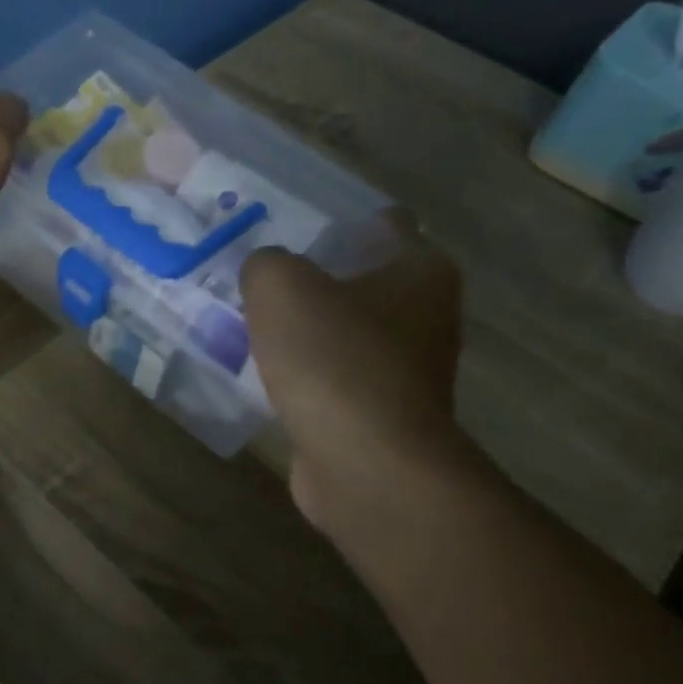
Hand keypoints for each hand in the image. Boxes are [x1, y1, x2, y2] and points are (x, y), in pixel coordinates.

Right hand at [241, 214, 466, 526]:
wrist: (365, 463)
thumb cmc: (333, 358)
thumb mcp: (280, 287)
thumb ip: (266, 264)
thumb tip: (265, 274)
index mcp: (421, 271)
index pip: (387, 224)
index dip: (340, 220)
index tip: (293, 227)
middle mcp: (427, 317)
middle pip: (364, 281)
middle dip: (317, 278)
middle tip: (263, 278)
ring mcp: (408, 372)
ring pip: (348, 333)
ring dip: (310, 330)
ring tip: (255, 324)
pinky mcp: (383, 415)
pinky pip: (337, 378)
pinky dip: (309, 375)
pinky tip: (268, 375)